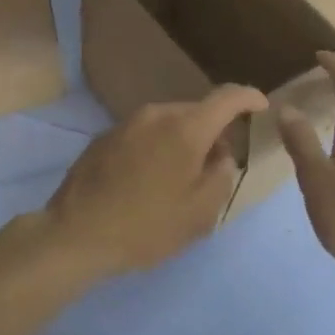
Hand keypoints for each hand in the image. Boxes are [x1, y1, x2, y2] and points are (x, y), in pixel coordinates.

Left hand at [41, 86, 268, 283]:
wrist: (74, 236)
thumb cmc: (146, 226)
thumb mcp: (200, 212)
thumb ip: (222, 176)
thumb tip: (221, 155)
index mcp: (186, 128)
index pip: (227, 98)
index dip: (249, 98)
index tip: (261, 106)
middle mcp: (156, 114)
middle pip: (196, 112)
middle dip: (213, 131)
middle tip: (217, 166)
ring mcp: (125, 124)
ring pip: (168, 123)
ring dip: (182, 141)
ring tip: (180, 178)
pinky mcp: (103, 138)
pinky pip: (143, 134)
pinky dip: (156, 148)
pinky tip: (148, 181)